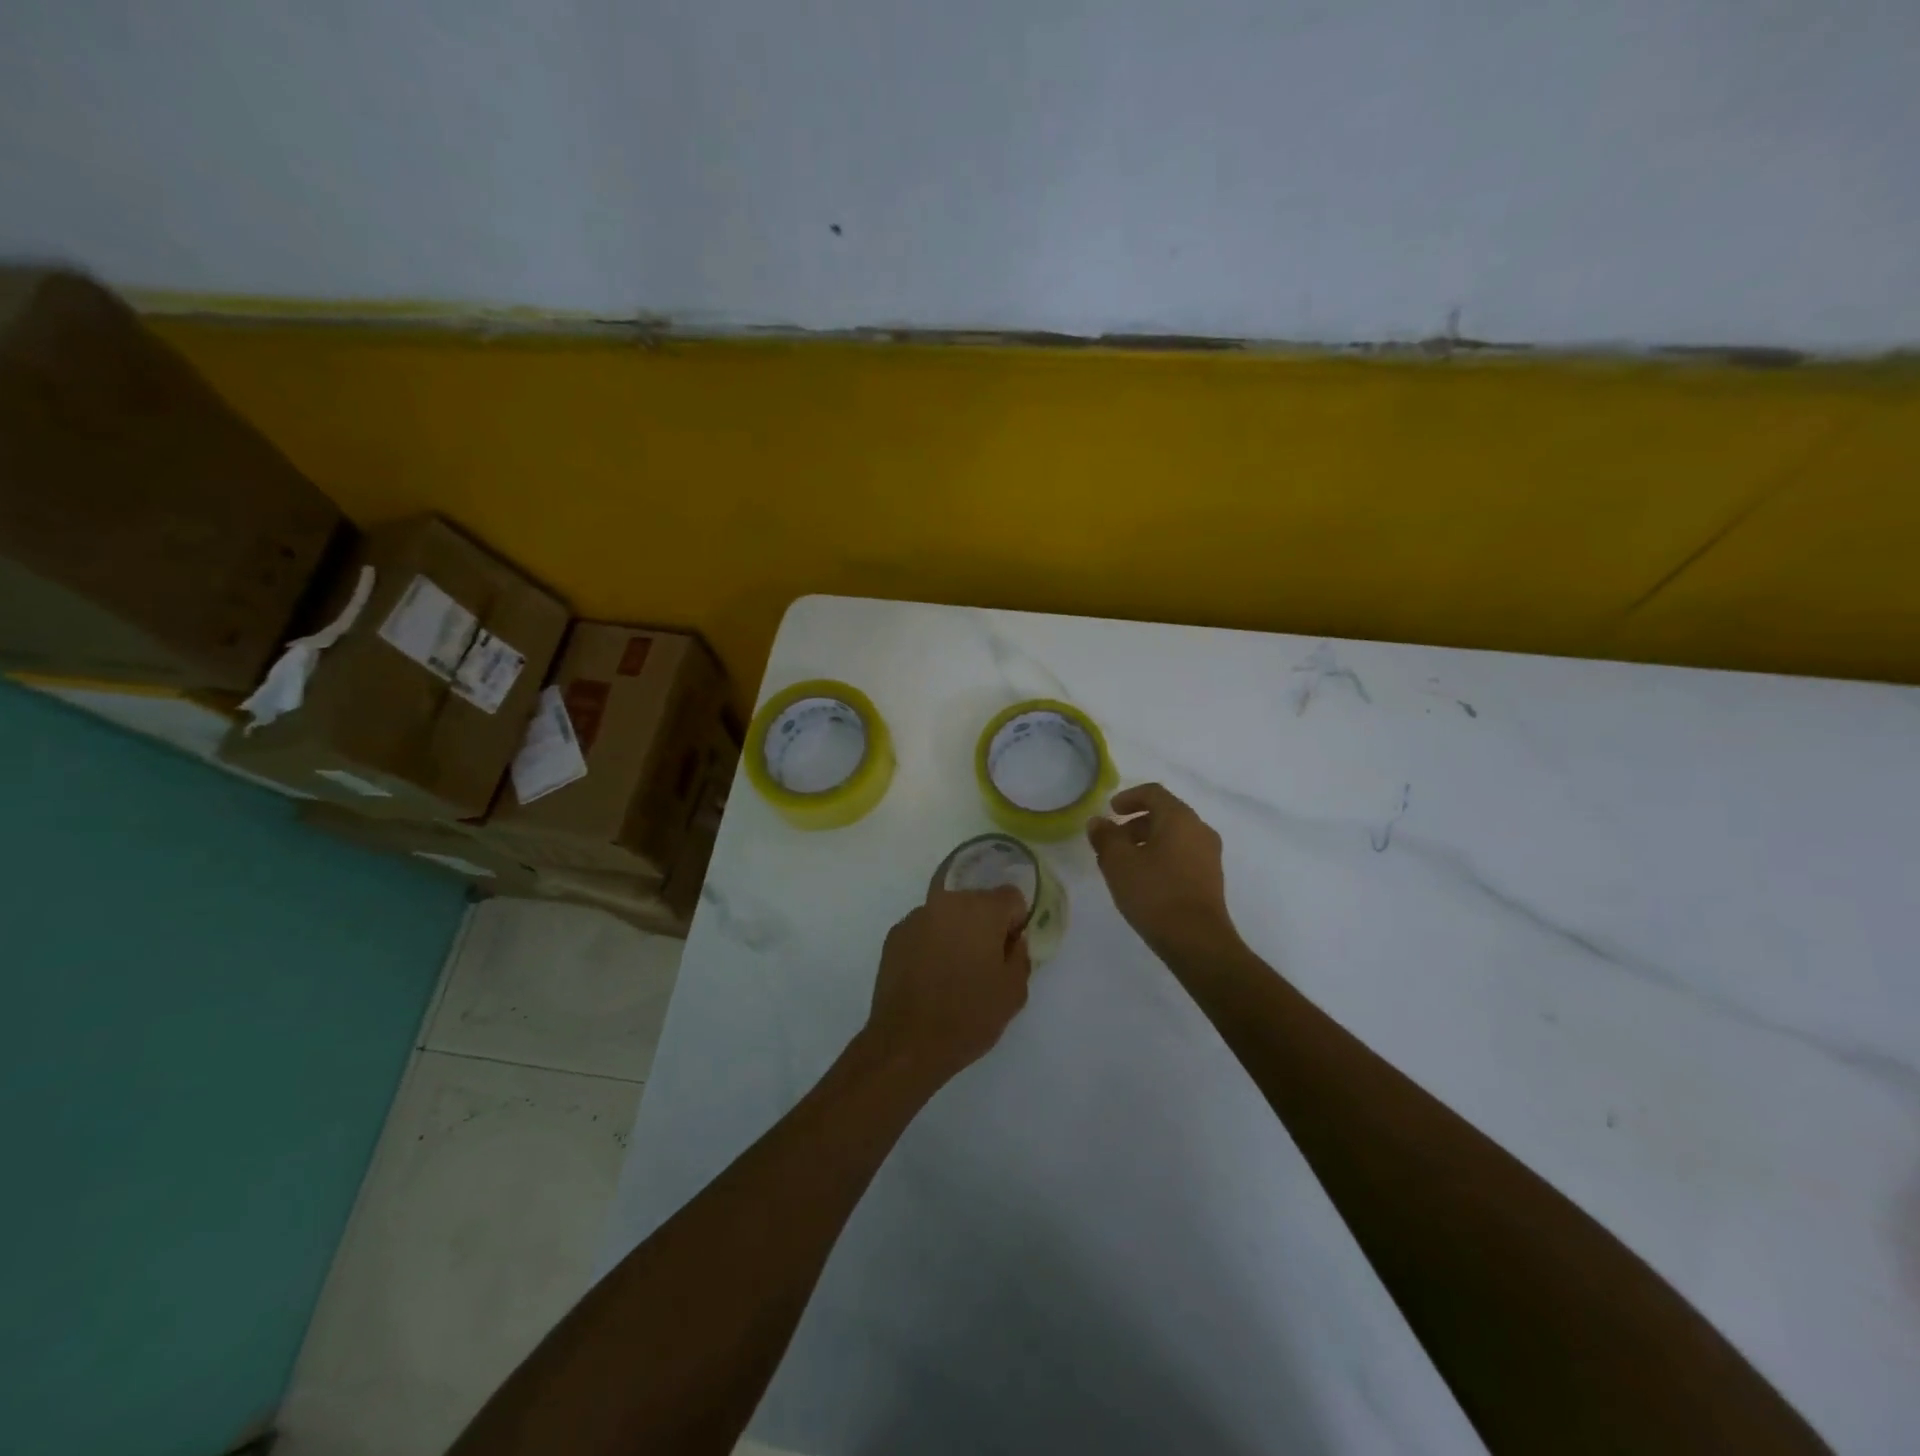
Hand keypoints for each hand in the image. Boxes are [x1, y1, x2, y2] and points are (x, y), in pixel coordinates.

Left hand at [860, 886, 1033, 1087]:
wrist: (907, 1044)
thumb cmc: (968, 1016)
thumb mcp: (1014, 992)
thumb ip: (1020, 955)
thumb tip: (1013, 940)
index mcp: (982, 910)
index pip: (1011, 897)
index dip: (1016, 923)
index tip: (1009, 951)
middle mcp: (947, 902)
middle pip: (978, 902)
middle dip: (986, 925)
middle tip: (984, 963)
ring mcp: (916, 917)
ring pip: (949, 915)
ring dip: (956, 933)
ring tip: (953, 972)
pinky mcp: (895, 935)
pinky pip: (925, 930)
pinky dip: (931, 944)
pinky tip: (929, 977)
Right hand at [1087, 783, 1239, 960]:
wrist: (1198, 941)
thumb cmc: (1155, 893)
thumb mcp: (1119, 862)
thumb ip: (1105, 837)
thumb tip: (1098, 822)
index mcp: (1179, 818)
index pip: (1153, 792)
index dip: (1128, 797)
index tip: (1110, 810)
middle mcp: (1199, 830)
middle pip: (1164, 814)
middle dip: (1134, 823)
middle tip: (1111, 841)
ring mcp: (1209, 855)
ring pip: (1173, 837)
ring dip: (1146, 843)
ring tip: (1123, 865)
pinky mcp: (1210, 879)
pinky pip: (1182, 856)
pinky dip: (1161, 858)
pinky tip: (1143, 881)